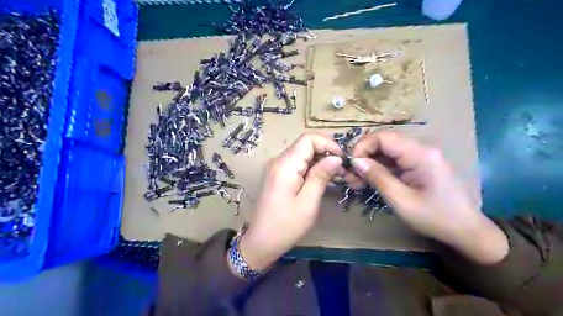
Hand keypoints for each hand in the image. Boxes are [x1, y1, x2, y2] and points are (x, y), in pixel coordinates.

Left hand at [239, 133, 344, 267]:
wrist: (261, 241)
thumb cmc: (286, 226)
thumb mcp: (308, 202)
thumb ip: (321, 176)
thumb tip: (336, 158)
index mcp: (285, 166)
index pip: (308, 139)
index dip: (327, 144)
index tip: (342, 159)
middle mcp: (279, 161)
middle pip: (305, 145)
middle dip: (326, 152)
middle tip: (342, 170)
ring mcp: (277, 168)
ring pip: (303, 154)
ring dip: (320, 161)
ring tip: (336, 176)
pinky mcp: (278, 176)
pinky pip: (297, 164)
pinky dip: (312, 168)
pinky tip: (323, 179)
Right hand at [348, 132, 510, 264]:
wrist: (466, 231)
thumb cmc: (435, 217)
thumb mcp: (401, 200)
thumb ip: (378, 177)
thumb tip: (356, 161)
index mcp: (420, 154)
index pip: (384, 137)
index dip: (362, 146)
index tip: (350, 164)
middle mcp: (420, 149)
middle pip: (383, 143)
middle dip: (363, 157)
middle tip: (348, 175)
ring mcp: (419, 157)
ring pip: (386, 153)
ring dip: (368, 165)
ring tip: (353, 181)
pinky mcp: (417, 166)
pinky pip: (393, 162)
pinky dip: (378, 171)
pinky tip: (365, 182)